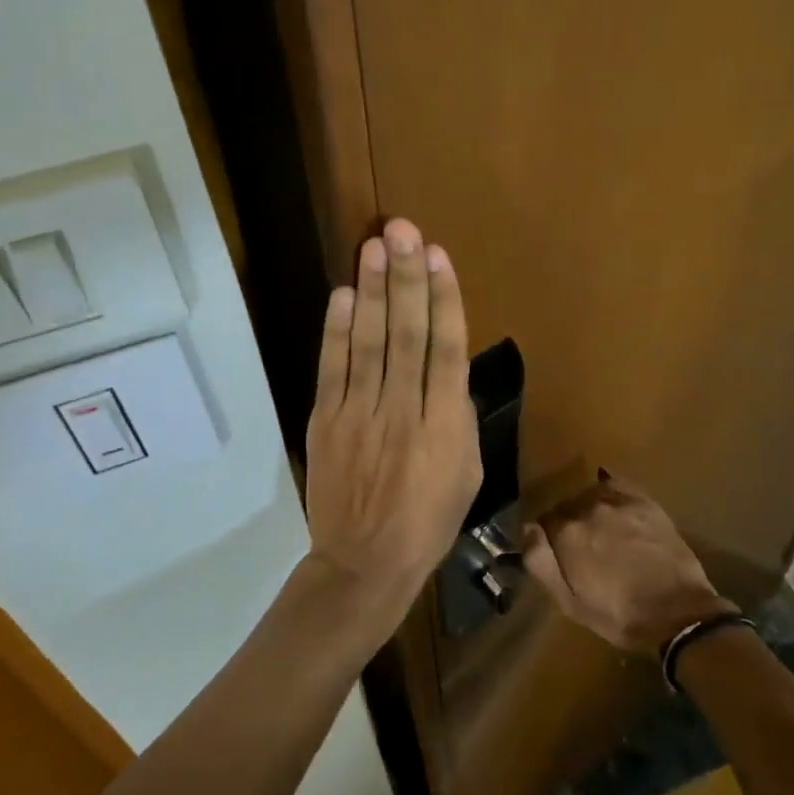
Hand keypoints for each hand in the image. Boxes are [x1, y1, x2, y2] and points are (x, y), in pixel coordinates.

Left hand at [302, 218, 481, 647]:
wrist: (364, 564)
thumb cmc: (428, 522)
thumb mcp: (467, 475)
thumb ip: (460, 419)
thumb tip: (449, 372)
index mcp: (445, 428)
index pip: (446, 351)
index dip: (444, 300)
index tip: (439, 257)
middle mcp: (402, 412)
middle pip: (406, 336)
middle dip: (406, 279)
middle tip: (403, 230)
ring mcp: (359, 415)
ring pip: (369, 344)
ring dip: (373, 292)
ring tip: (375, 246)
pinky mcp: (326, 422)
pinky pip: (333, 369)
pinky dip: (337, 331)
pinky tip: (344, 295)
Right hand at [521, 478, 735, 656]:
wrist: (678, 612)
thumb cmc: (619, 615)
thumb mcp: (569, 602)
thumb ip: (540, 562)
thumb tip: (526, 528)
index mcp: (566, 533)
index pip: (542, 522)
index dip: (548, 539)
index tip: (558, 555)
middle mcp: (588, 508)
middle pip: (566, 507)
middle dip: (568, 524)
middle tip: (581, 549)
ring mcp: (618, 501)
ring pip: (589, 495)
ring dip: (588, 509)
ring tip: (601, 531)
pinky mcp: (644, 501)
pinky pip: (616, 483)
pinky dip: (608, 489)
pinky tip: (611, 502)